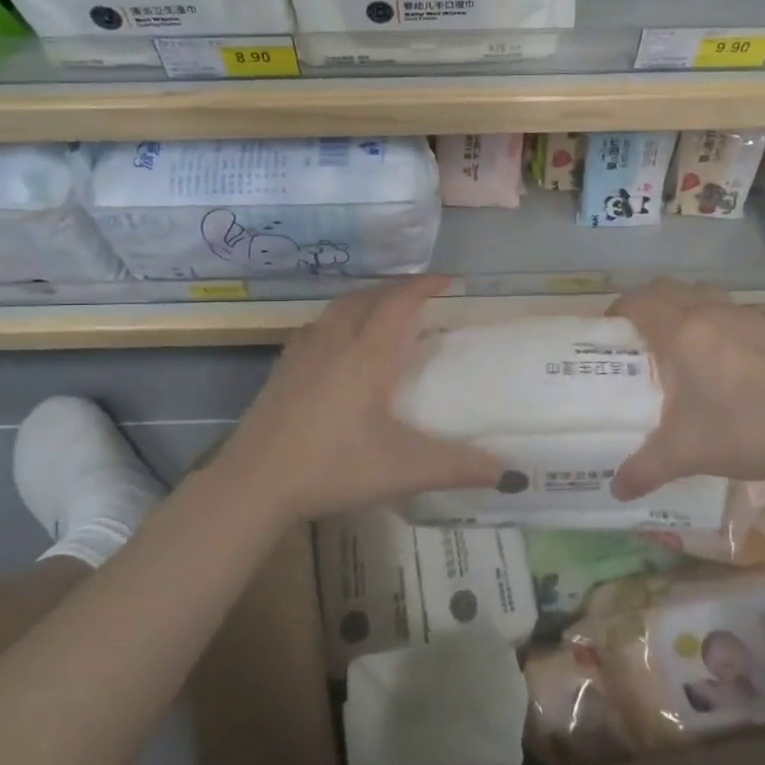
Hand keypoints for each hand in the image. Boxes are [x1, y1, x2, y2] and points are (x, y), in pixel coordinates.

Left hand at [206, 276, 502, 521]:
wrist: (254, 482)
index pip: (400, 301)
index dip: (425, 285)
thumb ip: (458, 467)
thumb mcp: (404, 469)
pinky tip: (340, 343)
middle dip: (399, 289)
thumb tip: (510, 473)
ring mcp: (304, 351)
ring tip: (385, 312)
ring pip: (340, 307)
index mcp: (368, 354)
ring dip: (368, 299)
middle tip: (423, 298)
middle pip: (369, 296)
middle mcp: (336, 341)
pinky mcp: (283, 367)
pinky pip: (319, 325)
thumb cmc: (333, 466)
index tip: (449, 281)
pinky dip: (340, 318)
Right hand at [607, 280, 764, 499]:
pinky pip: (738, 313)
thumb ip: (645, 469)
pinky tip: (731, 359)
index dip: (619, 309)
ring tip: (684, 343)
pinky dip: (722, 323)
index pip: (640, 302)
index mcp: (682, 333)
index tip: (609, 329)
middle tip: (640, 334)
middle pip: (670, 288)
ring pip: (707, 295)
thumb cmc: (746, 431)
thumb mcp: (686, 454)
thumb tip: (616, 490)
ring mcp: (751, 317)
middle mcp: (713, 314)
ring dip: (687, 307)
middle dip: (649, 303)